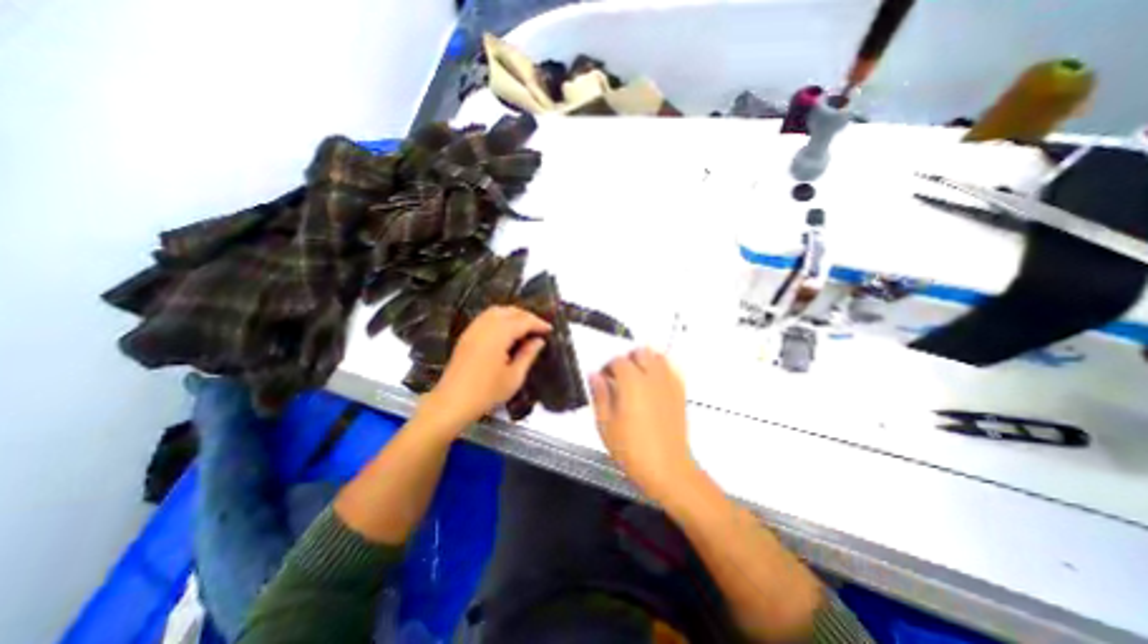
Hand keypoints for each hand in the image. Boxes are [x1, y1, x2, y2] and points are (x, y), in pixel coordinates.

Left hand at [418, 304, 551, 434]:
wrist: (452, 402)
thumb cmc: (486, 393)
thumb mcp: (514, 376)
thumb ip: (528, 355)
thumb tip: (539, 341)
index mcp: (499, 335)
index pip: (523, 321)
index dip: (538, 323)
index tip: (549, 329)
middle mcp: (485, 326)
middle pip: (510, 311)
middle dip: (526, 316)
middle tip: (538, 327)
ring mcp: (473, 329)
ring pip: (496, 311)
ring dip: (512, 314)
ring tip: (524, 327)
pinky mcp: (466, 336)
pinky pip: (485, 318)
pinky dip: (499, 318)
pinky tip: (505, 331)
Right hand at [591, 346, 698, 502]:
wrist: (667, 468)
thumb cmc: (633, 450)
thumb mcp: (605, 425)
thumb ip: (599, 395)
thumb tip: (594, 376)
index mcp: (632, 383)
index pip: (618, 361)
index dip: (607, 367)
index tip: (603, 377)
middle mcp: (652, 377)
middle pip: (640, 352)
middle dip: (627, 358)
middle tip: (619, 375)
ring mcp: (669, 384)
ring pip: (658, 356)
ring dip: (646, 359)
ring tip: (637, 375)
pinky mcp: (680, 393)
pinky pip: (673, 369)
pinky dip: (663, 367)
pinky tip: (655, 380)